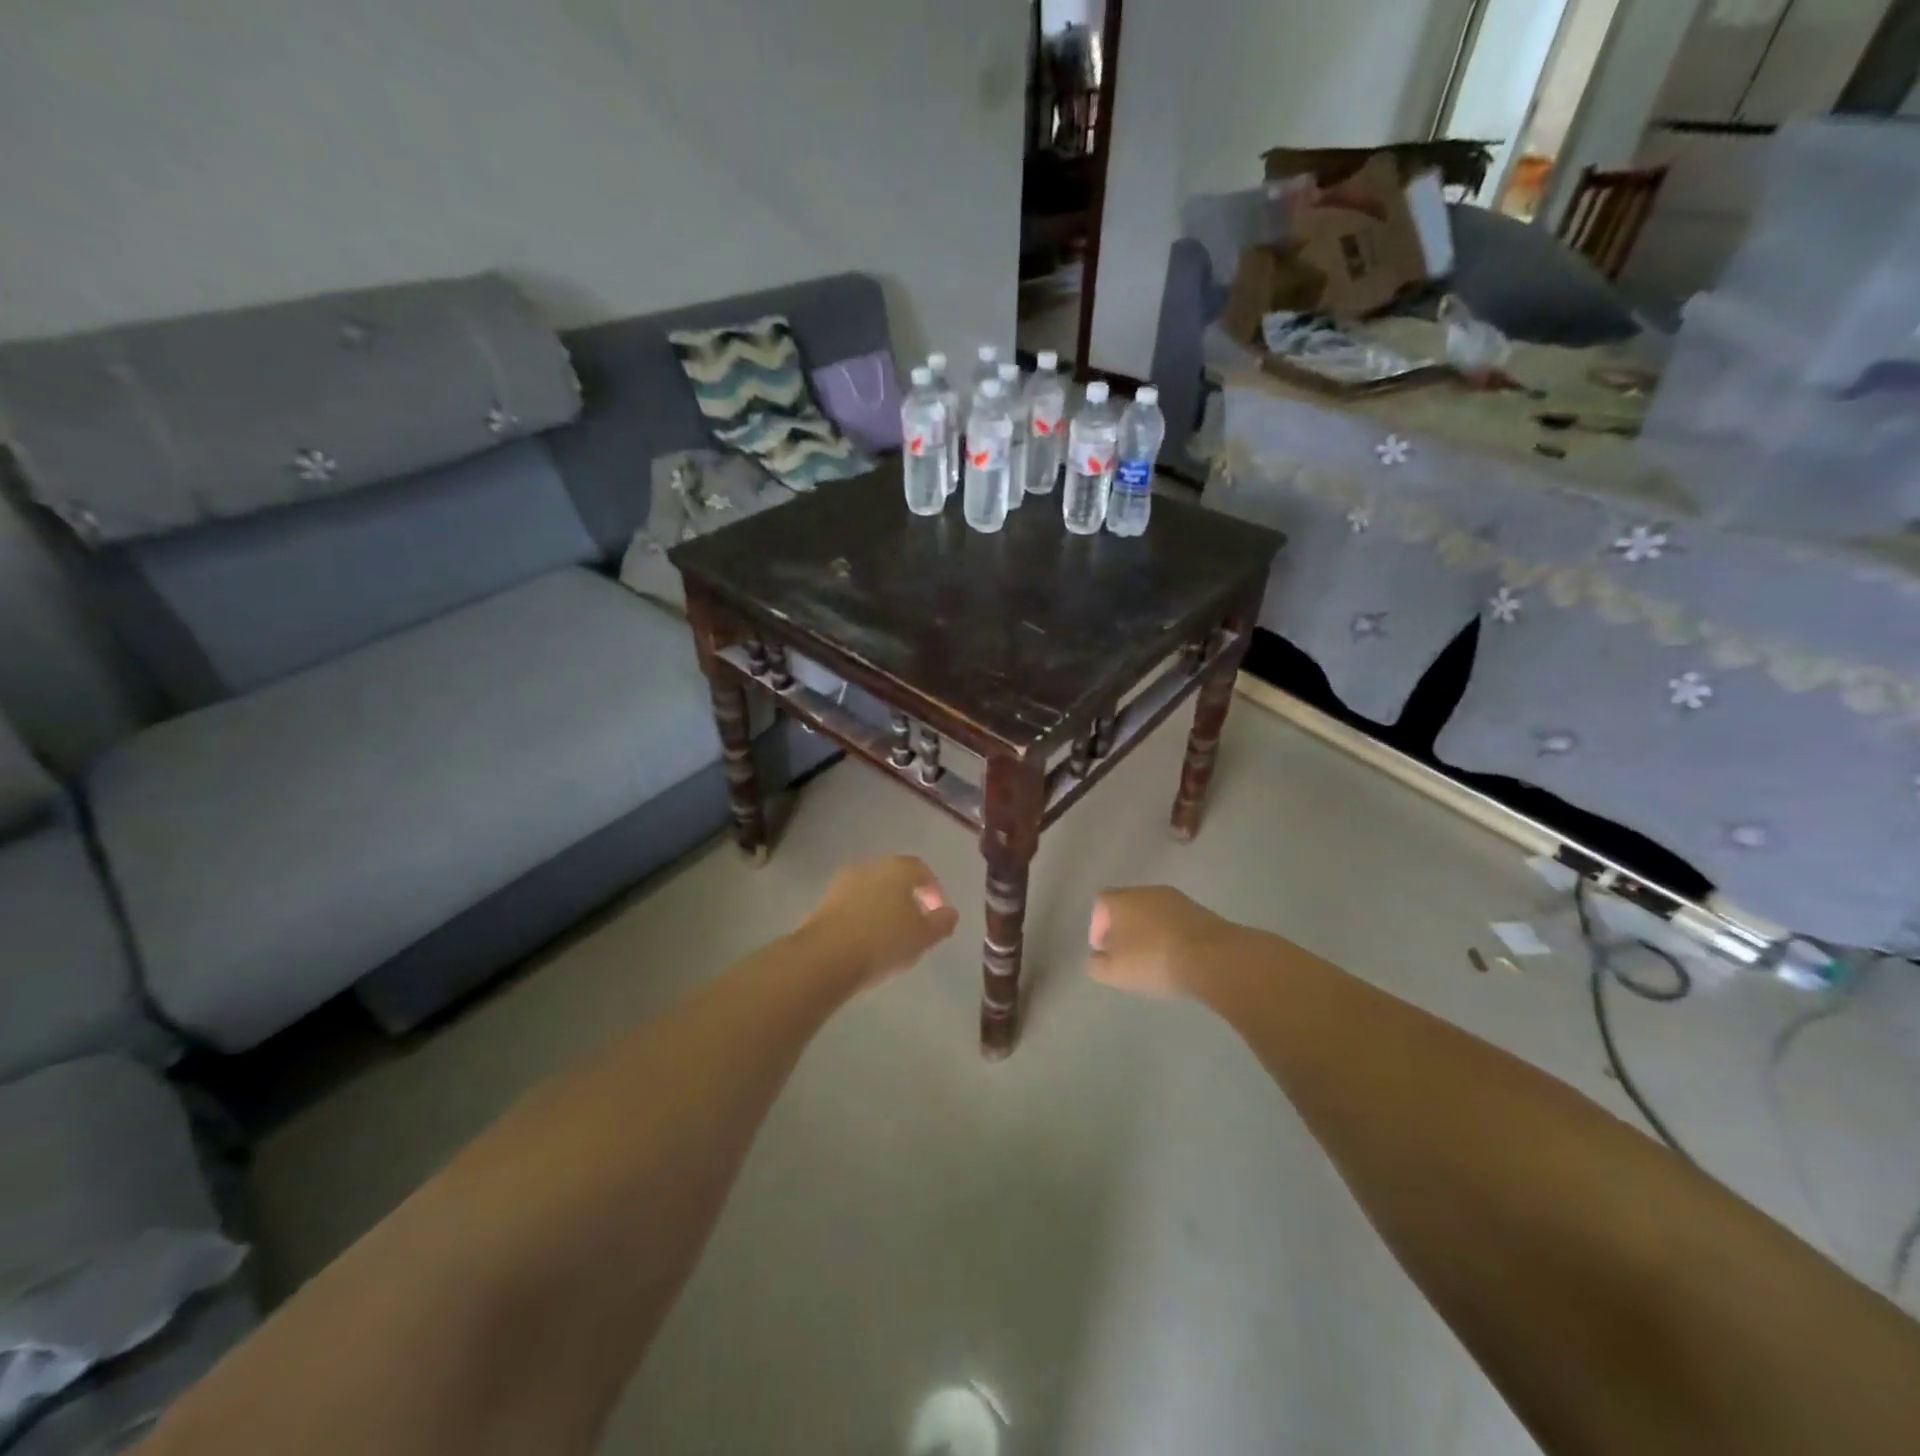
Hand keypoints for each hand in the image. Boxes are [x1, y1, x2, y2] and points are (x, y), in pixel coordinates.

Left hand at [801, 856, 959, 990]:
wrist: (826, 956)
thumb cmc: (884, 941)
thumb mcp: (924, 937)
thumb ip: (942, 922)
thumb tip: (950, 912)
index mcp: (898, 868)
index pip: (921, 869)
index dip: (933, 890)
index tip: (937, 912)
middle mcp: (870, 867)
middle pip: (895, 877)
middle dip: (907, 897)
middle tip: (916, 923)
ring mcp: (844, 882)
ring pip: (872, 890)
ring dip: (883, 907)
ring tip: (891, 934)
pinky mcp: (824, 902)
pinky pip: (853, 904)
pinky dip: (864, 916)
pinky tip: (867, 939)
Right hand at [1087, 886, 1240, 1000]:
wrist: (1213, 956)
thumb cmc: (1153, 959)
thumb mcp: (1115, 971)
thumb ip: (1097, 964)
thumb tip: (1097, 958)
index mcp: (1122, 898)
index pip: (1100, 903)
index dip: (1097, 927)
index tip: (1103, 951)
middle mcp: (1148, 891)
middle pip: (1128, 906)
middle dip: (1124, 929)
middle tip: (1126, 956)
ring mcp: (1178, 899)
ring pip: (1154, 913)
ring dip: (1149, 933)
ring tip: (1153, 960)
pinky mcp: (1202, 912)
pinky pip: (1177, 922)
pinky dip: (1172, 937)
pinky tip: (1176, 958)